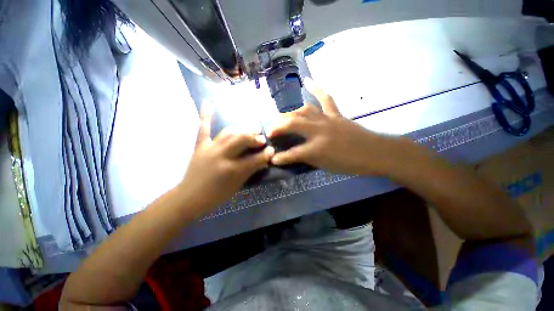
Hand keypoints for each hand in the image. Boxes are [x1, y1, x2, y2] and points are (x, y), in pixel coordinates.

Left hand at [178, 107, 273, 214]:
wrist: (190, 198)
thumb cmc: (217, 195)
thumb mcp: (238, 185)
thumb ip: (251, 170)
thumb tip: (264, 159)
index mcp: (232, 170)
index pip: (255, 159)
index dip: (266, 154)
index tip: (272, 150)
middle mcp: (222, 156)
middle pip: (242, 140)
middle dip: (255, 138)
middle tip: (262, 139)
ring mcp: (210, 148)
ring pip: (229, 133)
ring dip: (242, 130)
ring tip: (250, 131)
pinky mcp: (200, 146)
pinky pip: (203, 129)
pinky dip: (206, 116)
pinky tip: (208, 103)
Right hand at [269, 78, 405, 175]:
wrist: (374, 153)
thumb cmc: (349, 163)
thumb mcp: (325, 166)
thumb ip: (307, 159)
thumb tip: (293, 155)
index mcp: (316, 149)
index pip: (292, 154)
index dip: (280, 158)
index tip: (272, 159)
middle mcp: (318, 131)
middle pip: (292, 123)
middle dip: (277, 126)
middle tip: (270, 131)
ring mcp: (327, 119)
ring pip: (304, 110)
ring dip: (290, 113)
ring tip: (282, 117)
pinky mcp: (335, 113)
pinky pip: (325, 98)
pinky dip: (317, 88)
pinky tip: (308, 80)